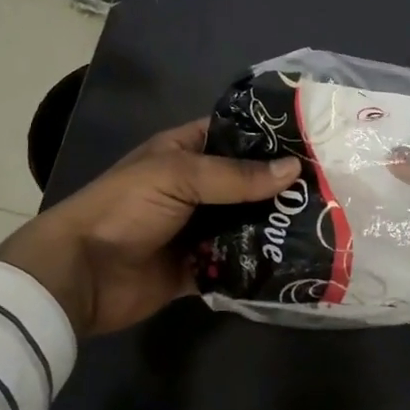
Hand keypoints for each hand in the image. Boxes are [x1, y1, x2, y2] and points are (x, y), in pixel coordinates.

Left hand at [0, 120, 300, 337]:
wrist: (80, 274)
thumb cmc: (125, 208)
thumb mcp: (179, 176)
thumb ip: (236, 175)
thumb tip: (293, 170)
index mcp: (183, 153)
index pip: (232, 135)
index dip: (266, 136)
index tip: (311, 141)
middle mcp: (193, 187)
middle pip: (244, 182)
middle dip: (279, 186)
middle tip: (328, 187)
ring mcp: (195, 229)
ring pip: (243, 223)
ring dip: (273, 226)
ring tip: (323, 224)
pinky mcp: (196, 268)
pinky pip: (233, 264)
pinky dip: (256, 264)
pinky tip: (294, 262)